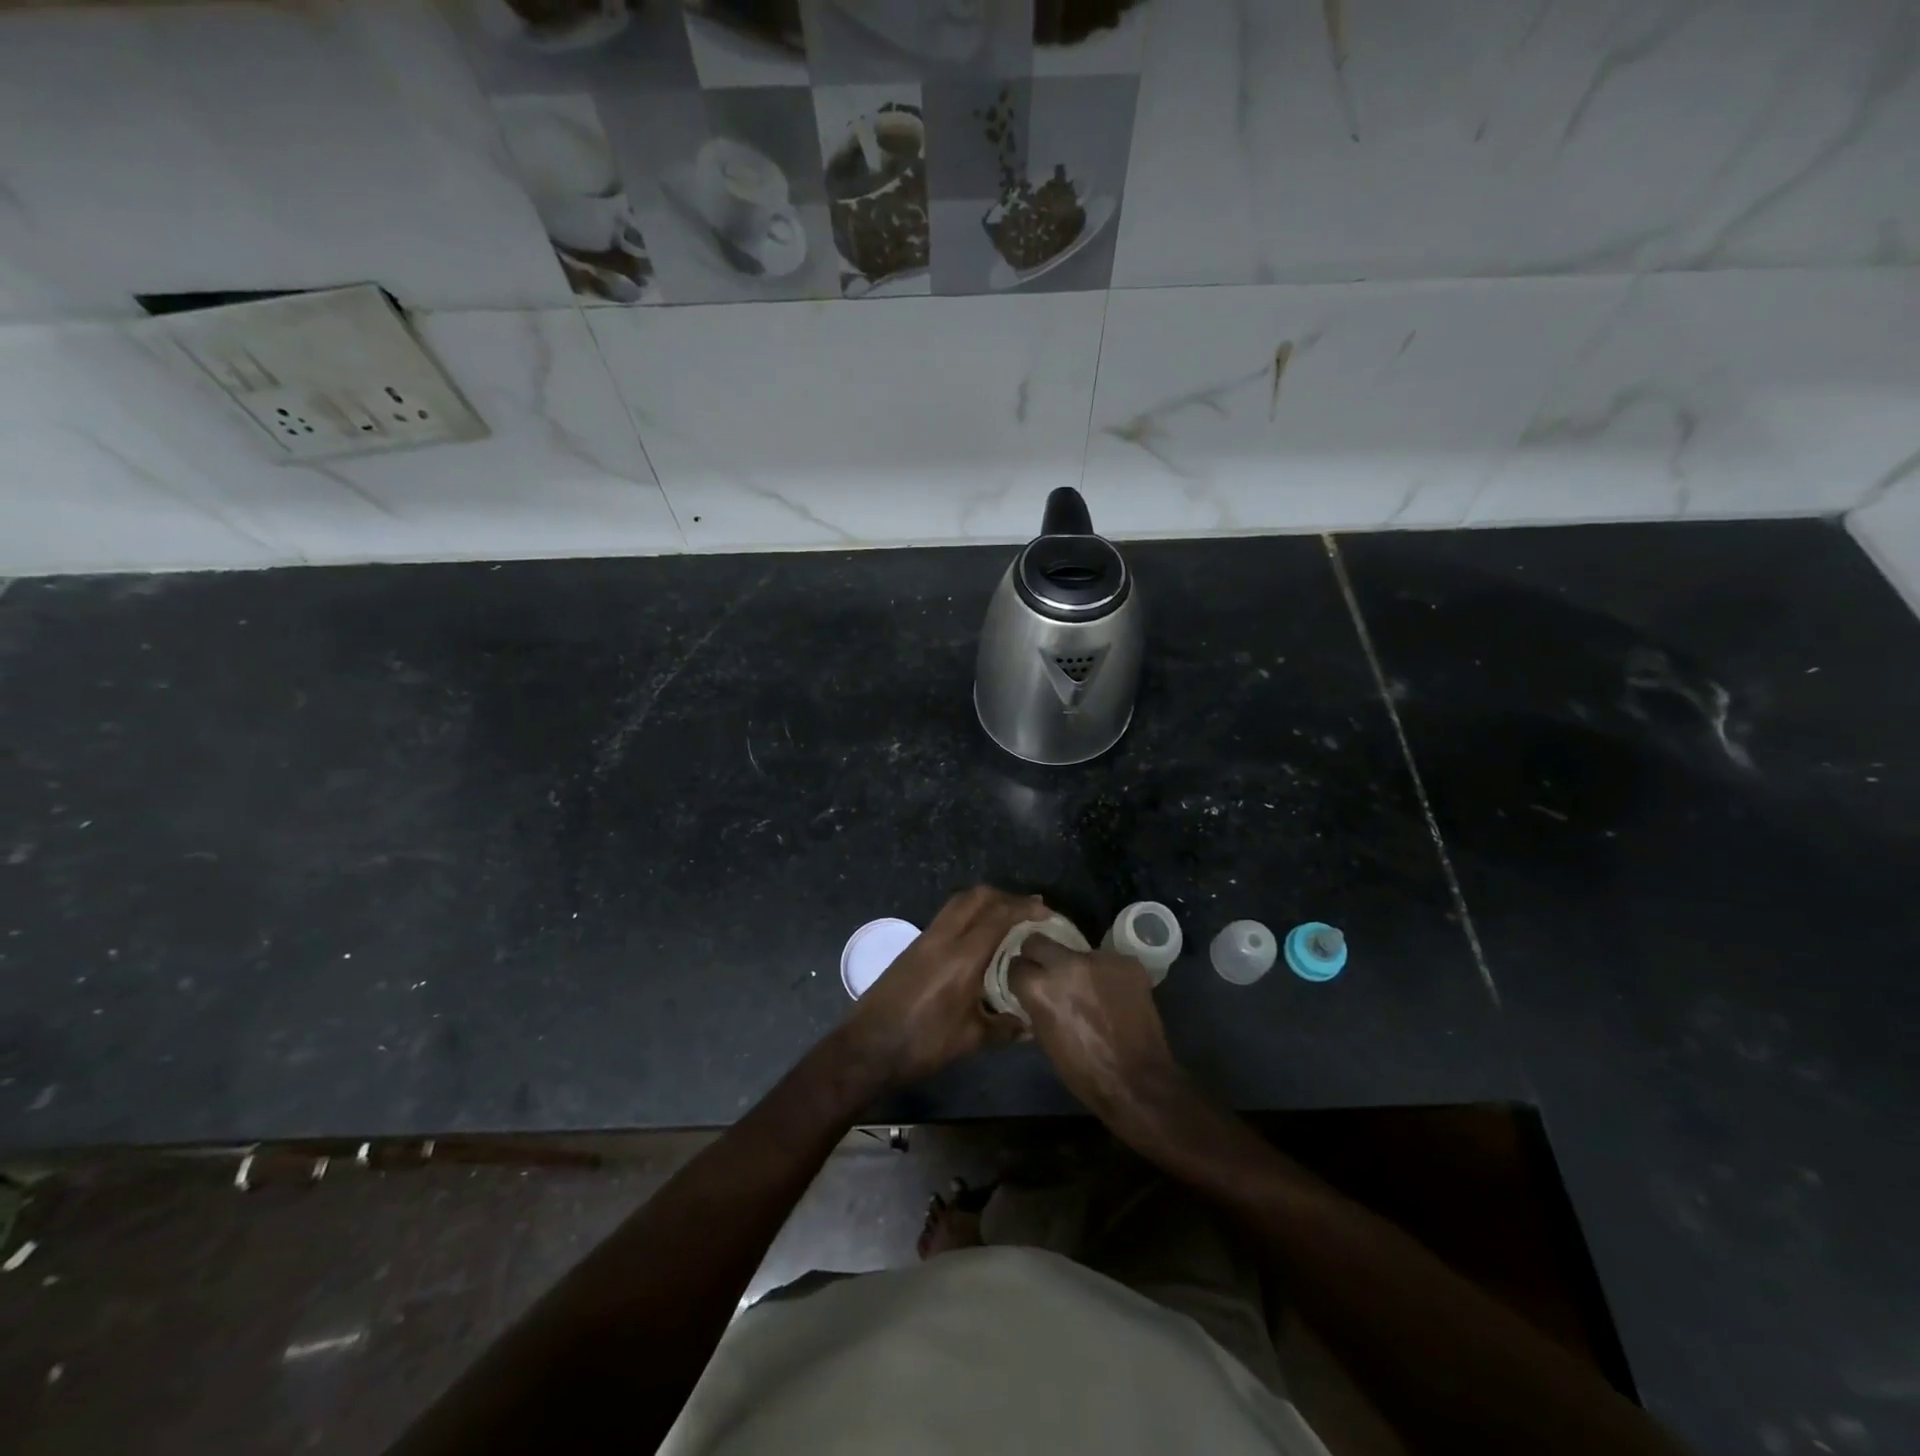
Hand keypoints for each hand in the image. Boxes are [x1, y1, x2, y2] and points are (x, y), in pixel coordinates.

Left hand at [837, 886, 1047, 1091]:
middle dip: (1006, 897)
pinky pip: (947, 916)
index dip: (1025, 908)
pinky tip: (978, 936)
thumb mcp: (970, 1040)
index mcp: (962, 957)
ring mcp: (925, 939)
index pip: (999, 916)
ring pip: (959, 902)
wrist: (867, 1048)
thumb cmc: (922, 1044)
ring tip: (1006, 917)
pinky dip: (967, 914)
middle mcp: (943, 938)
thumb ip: (1005, 1028)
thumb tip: (1031, 1025)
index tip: (1046, 911)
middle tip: (1029, 910)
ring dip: (985, 902)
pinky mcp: (913, 946)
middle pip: (977, 897)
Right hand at [1007, 935, 1186, 1135]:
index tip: (1026, 983)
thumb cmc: (1084, 1071)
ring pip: (1077, 952)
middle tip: (1048, 972)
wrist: (1138, 1081)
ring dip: (1078, 967)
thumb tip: (1035, 992)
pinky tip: (1114, 995)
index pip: (1016, 966)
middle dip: (1038, 955)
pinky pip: (1107, 961)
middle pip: (1037, 941)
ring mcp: (1099, 959)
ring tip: (1090, 989)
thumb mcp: (1045, 1038)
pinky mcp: (1127, 962)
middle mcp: (1066, 964)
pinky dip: (1106, 975)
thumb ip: (1037, 1006)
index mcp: (1040, 987)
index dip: (1021, 976)